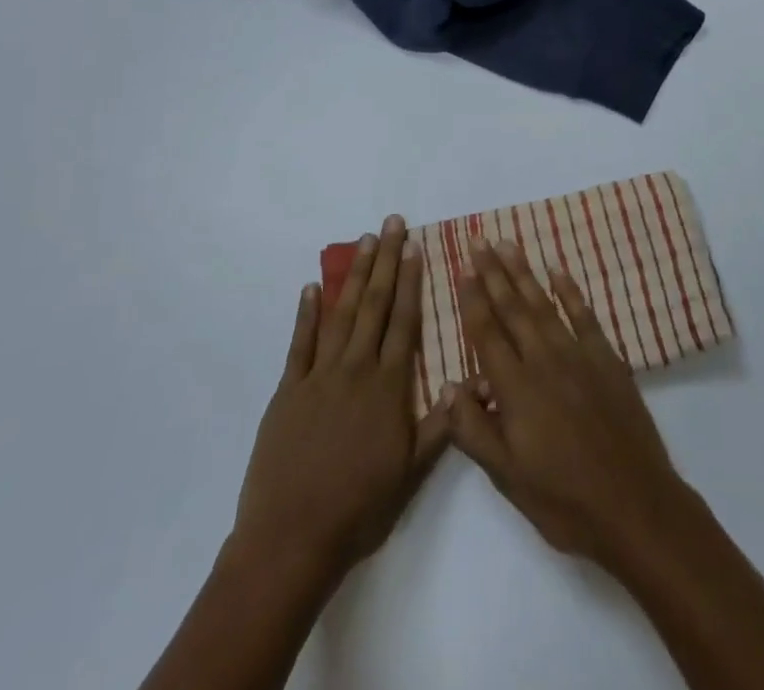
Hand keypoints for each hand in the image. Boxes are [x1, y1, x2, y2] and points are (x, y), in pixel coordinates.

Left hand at [227, 215, 449, 588]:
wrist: (291, 540)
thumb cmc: (359, 508)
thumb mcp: (411, 472)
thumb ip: (442, 423)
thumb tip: (474, 381)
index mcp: (388, 386)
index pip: (405, 321)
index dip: (412, 281)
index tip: (416, 248)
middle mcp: (356, 369)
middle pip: (375, 304)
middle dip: (386, 261)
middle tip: (392, 223)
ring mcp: (319, 377)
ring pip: (341, 314)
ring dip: (354, 275)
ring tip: (365, 241)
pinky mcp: (288, 392)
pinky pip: (300, 344)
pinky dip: (306, 313)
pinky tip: (313, 287)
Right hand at [446, 238, 694, 572]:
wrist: (633, 503)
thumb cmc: (563, 499)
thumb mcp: (507, 477)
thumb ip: (473, 429)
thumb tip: (446, 385)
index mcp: (516, 389)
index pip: (487, 333)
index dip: (473, 299)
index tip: (462, 268)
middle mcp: (544, 360)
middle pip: (513, 308)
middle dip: (493, 273)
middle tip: (479, 241)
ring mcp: (578, 354)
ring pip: (544, 304)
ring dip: (524, 273)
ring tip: (507, 244)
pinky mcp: (606, 357)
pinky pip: (583, 314)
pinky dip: (569, 290)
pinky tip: (557, 269)